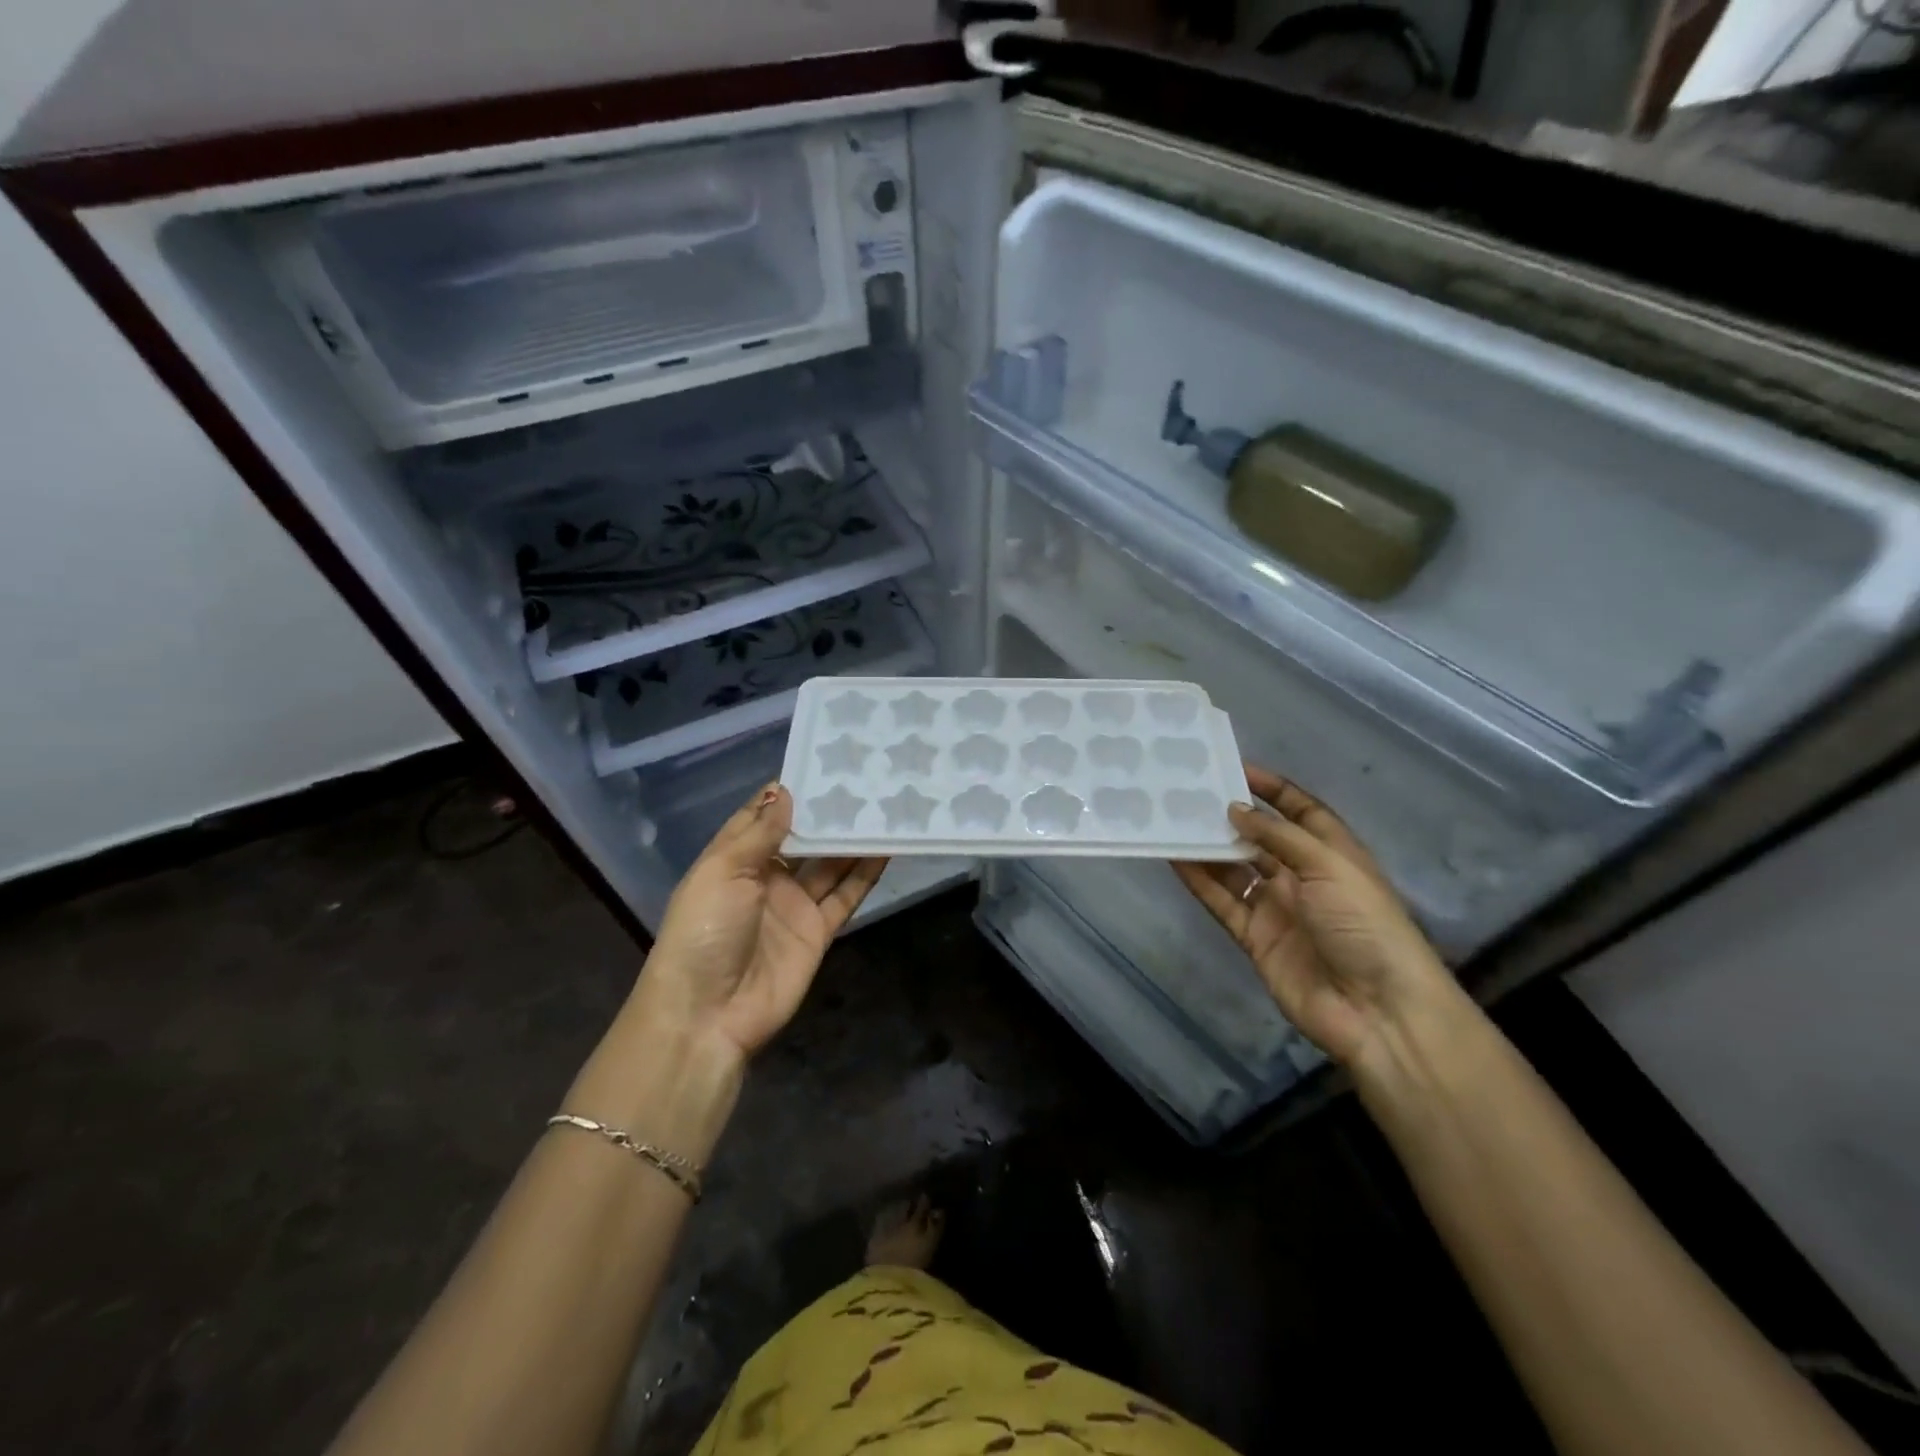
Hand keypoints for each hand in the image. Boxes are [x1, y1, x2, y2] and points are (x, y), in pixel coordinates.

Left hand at [633, 783, 887, 1063]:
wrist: (708, 1014)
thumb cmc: (705, 931)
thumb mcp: (723, 871)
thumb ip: (760, 833)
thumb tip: (787, 791)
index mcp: (734, 858)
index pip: (764, 815)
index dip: (790, 791)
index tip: (823, 762)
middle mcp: (765, 877)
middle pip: (803, 838)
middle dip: (827, 813)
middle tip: (865, 779)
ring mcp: (794, 905)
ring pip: (830, 863)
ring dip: (852, 839)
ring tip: (883, 805)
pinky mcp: (818, 931)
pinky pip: (846, 896)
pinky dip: (866, 874)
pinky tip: (887, 848)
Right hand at [1172, 765, 1454, 1071]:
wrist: (1376, 1010)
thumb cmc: (1364, 925)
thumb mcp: (1329, 867)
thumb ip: (1278, 836)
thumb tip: (1235, 810)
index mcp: (1333, 854)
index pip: (1301, 811)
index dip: (1273, 789)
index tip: (1235, 768)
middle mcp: (1304, 877)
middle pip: (1261, 839)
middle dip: (1231, 816)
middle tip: (1191, 792)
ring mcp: (1278, 908)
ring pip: (1235, 869)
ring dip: (1209, 847)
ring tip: (1174, 819)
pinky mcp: (1255, 937)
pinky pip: (1222, 901)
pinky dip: (1200, 881)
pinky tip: (1175, 858)